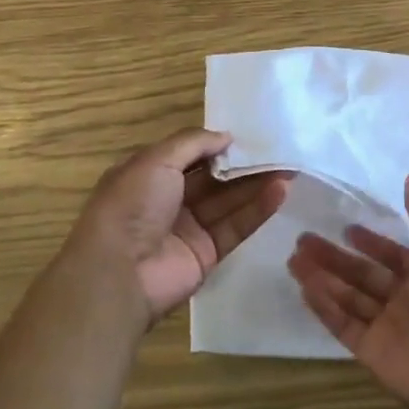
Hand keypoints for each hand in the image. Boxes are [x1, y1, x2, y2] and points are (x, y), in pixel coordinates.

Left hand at [64, 129, 289, 324]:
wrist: (119, 272)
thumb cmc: (131, 205)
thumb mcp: (156, 160)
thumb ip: (193, 143)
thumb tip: (226, 136)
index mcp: (149, 174)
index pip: (189, 155)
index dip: (216, 145)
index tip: (248, 136)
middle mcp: (169, 200)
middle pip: (214, 178)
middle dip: (244, 165)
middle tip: (279, 151)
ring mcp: (189, 228)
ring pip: (228, 202)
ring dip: (257, 185)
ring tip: (289, 168)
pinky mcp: (207, 254)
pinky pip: (235, 227)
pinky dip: (257, 210)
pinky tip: (280, 192)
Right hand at [288, 174, 408, 408]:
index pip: (391, 255)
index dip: (370, 242)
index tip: (344, 228)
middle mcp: (404, 301)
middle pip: (362, 275)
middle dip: (334, 258)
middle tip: (302, 240)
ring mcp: (386, 328)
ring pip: (348, 298)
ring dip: (323, 279)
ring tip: (293, 261)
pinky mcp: (372, 352)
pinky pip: (344, 325)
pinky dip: (325, 308)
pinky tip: (304, 289)